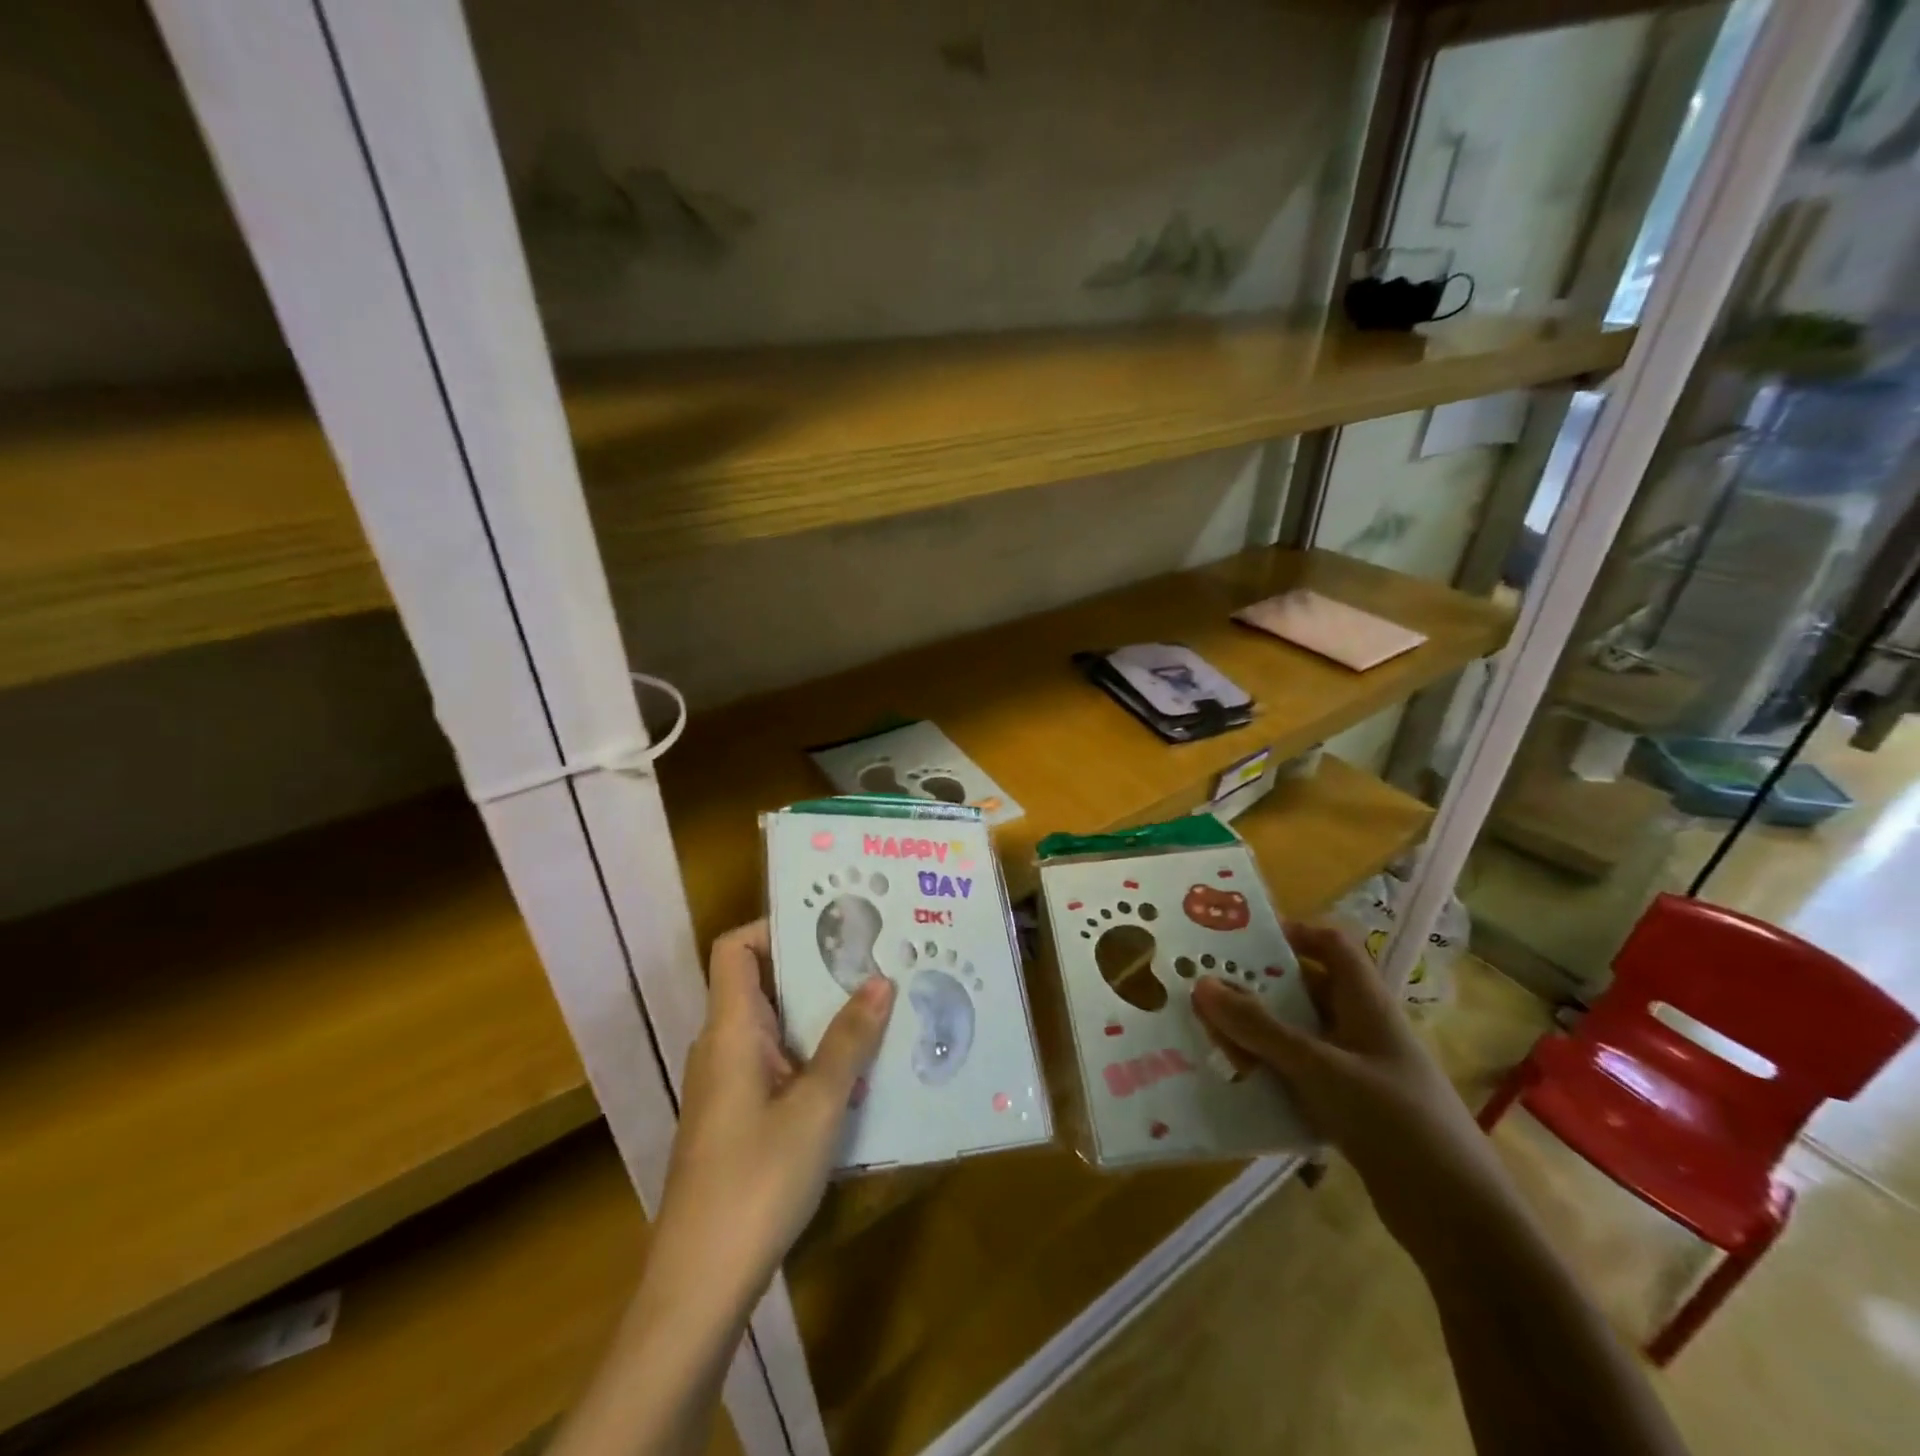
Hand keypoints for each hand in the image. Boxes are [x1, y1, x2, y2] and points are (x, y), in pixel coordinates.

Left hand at [657, 920, 894, 1297]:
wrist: (700, 1284)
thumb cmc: (757, 1180)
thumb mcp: (818, 1106)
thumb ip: (849, 1041)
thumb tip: (880, 980)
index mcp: (731, 1029)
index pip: (735, 949)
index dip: (775, 926)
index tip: (831, 926)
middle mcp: (723, 1046)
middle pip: (763, 983)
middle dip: (817, 969)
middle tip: (873, 960)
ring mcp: (728, 1084)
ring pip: (776, 1026)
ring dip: (821, 1015)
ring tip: (877, 1007)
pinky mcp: (737, 1117)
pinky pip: (777, 1063)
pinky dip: (813, 1055)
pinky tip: (856, 1073)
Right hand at [1191, 921, 1502, 1248]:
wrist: (1457, 1218)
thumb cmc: (1392, 1120)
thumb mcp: (1318, 1067)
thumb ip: (1259, 1028)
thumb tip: (1201, 984)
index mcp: (1366, 1004)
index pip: (1331, 946)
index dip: (1292, 933)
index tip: (1241, 940)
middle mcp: (1362, 1030)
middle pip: (1305, 991)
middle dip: (1258, 990)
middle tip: (1207, 991)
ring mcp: (1358, 1072)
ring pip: (1298, 1037)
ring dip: (1258, 1036)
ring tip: (1209, 1038)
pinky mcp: (1351, 1111)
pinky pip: (1300, 1077)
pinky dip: (1270, 1075)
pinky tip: (1237, 1085)